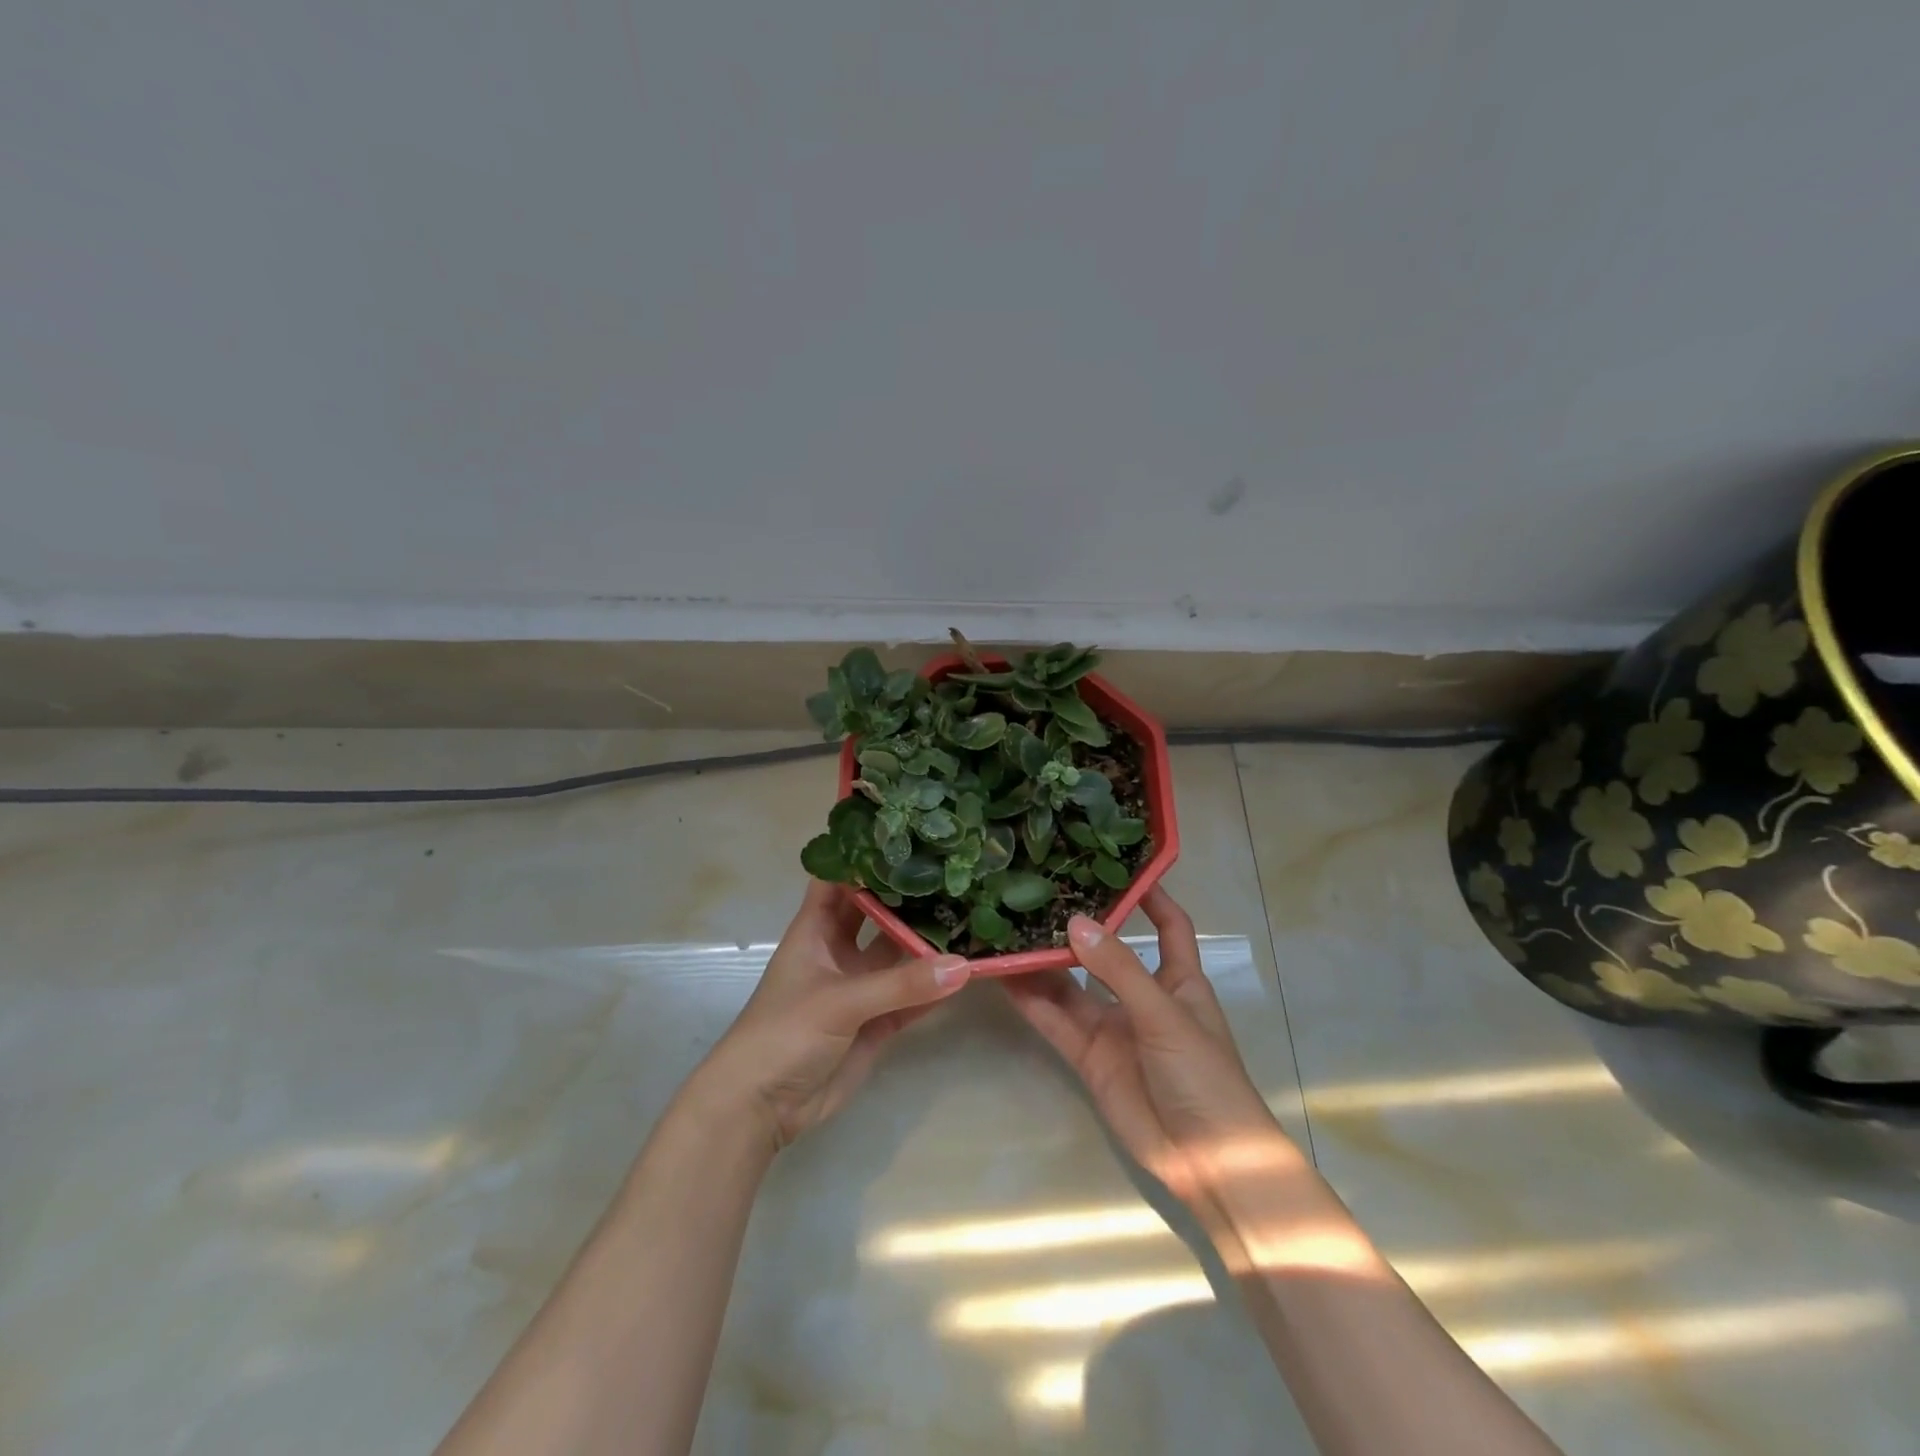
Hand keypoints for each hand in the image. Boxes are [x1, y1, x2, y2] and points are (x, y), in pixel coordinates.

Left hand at [696, 880, 970, 1151]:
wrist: (762, 1107)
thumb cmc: (785, 1033)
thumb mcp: (840, 1001)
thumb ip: (901, 984)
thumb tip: (963, 965)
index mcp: (816, 930)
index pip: (840, 880)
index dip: (867, 857)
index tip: (910, 837)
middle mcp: (839, 950)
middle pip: (876, 912)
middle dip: (907, 896)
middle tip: (954, 872)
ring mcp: (859, 986)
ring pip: (898, 955)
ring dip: (927, 941)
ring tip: (971, 913)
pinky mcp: (875, 1021)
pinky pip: (911, 997)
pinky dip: (934, 988)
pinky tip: (967, 973)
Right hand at [1003, 886, 1288, 1213]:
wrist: (1208, 1162)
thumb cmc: (1204, 1075)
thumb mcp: (1165, 1015)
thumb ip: (1118, 971)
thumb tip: (1074, 923)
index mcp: (1179, 979)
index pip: (1169, 925)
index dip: (1150, 896)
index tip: (1117, 864)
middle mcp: (1142, 995)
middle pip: (1106, 951)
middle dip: (1078, 927)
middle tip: (1038, 892)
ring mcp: (1113, 1027)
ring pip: (1071, 985)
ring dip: (1043, 962)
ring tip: (1008, 927)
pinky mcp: (1089, 1056)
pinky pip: (1056, 1020)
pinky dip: (1032, 1001)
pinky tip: (1004, 977)